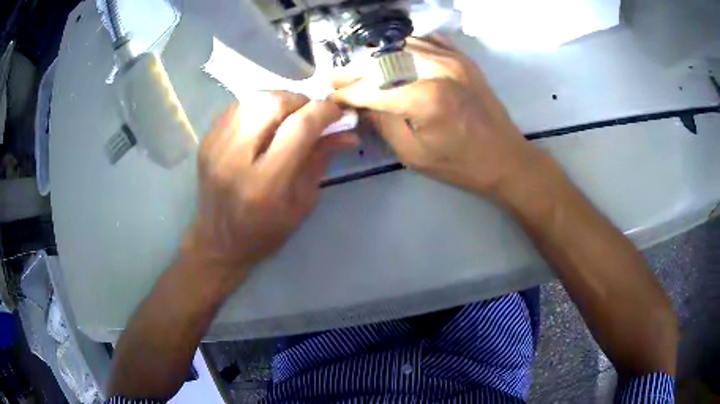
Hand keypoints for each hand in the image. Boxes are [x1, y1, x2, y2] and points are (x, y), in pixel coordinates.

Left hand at [183, 92, 357, 283]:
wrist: (217, 242)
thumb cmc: (264, 233)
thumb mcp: (302, 203)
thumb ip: (321, 160)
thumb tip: (347, 132)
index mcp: (264, 184)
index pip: (298, 128)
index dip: (323, 111)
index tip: (337, 111)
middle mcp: (235, 159)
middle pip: (272, 104)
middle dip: (300, 101)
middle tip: (310, 113)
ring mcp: (216, 146)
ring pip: (253, 99)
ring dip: (279, 100)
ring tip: (289, 116)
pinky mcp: (206, 140)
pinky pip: (238, 107)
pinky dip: (258, 107)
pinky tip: (266, 122)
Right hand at [332, 37, 543, 195]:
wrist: (506, 158)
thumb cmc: (460, 164)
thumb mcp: (414, 154)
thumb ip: (383, 124)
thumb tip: (362, 104)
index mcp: (425, 98)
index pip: (373, 88)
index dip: (348, 91)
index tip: (332, 95)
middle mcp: (437, 69)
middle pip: (384, 61)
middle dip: (357, 70)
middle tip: (340, 79)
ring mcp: (453, 59)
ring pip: (402, 45)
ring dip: (379, 56)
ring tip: (364, 69)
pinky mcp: (463, 59)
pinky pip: (428, 41)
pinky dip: (407, 46)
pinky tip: (398, 57)